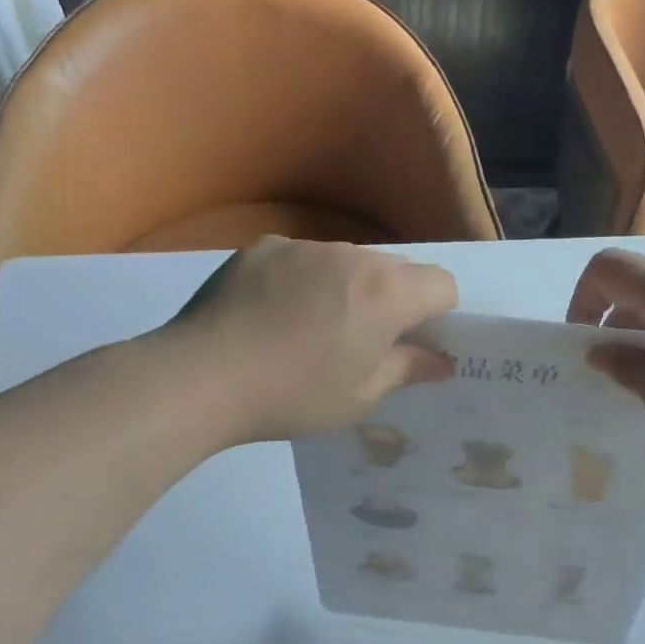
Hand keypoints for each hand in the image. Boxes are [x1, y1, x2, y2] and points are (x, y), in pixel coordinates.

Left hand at [164, 237, 458, 442]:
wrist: (201, 376)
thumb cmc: (294, 395)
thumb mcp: (360, 397)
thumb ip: (408, 369)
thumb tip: (441, 361)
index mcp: (387, 294)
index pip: (442, 283)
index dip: (438, 313)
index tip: (413, 342)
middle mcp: (353, 257)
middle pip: (396, 269)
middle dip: (395, 299)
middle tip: (362, 340)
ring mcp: (305, 246)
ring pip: (349, 261)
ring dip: (349, 286)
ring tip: (310, 327)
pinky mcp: (264, 247)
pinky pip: (304, 258)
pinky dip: (304, 279)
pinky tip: (273, 314)